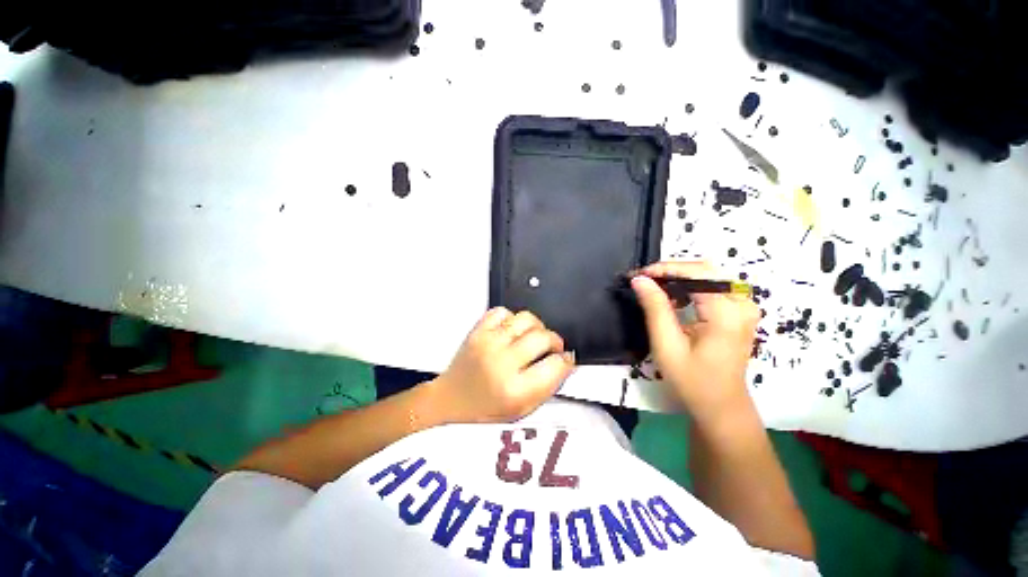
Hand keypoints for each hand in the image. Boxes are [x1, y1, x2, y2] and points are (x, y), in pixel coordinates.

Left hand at [431, 308, 574, 423]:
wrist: (450, 400)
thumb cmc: (483, 409)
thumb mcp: (522, 410)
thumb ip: (548, 387)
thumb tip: (566, 363)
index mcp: (515, 390)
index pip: (556, 365)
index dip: (566, 361)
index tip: (565, 360)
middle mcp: (501, 363)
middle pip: (544, 337)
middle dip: (555, 342)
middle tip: (552, 348)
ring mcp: (488, 343)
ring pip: (526, 318)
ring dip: (536, 327)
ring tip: (532, 338)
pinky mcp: (477, 331)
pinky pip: (503, 311)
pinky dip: (512, 318)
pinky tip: (511, 331)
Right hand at [631, 261, 759, 418]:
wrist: (720, 406)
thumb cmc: (692, 380)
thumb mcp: (667, 344)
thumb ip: (655, 308)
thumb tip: (640, 279)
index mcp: (727, 314)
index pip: (698, 274)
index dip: (666, 269)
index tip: (639, 274)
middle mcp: (743, 304)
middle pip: (706, 270)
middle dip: (672, 271)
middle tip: (644, 280)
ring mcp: (745, 307)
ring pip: (709, 275)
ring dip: (679, 278)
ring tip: (654, 288)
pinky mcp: (740, 312)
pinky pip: (713, 287)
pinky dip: (689, 287)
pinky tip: (673, 298)